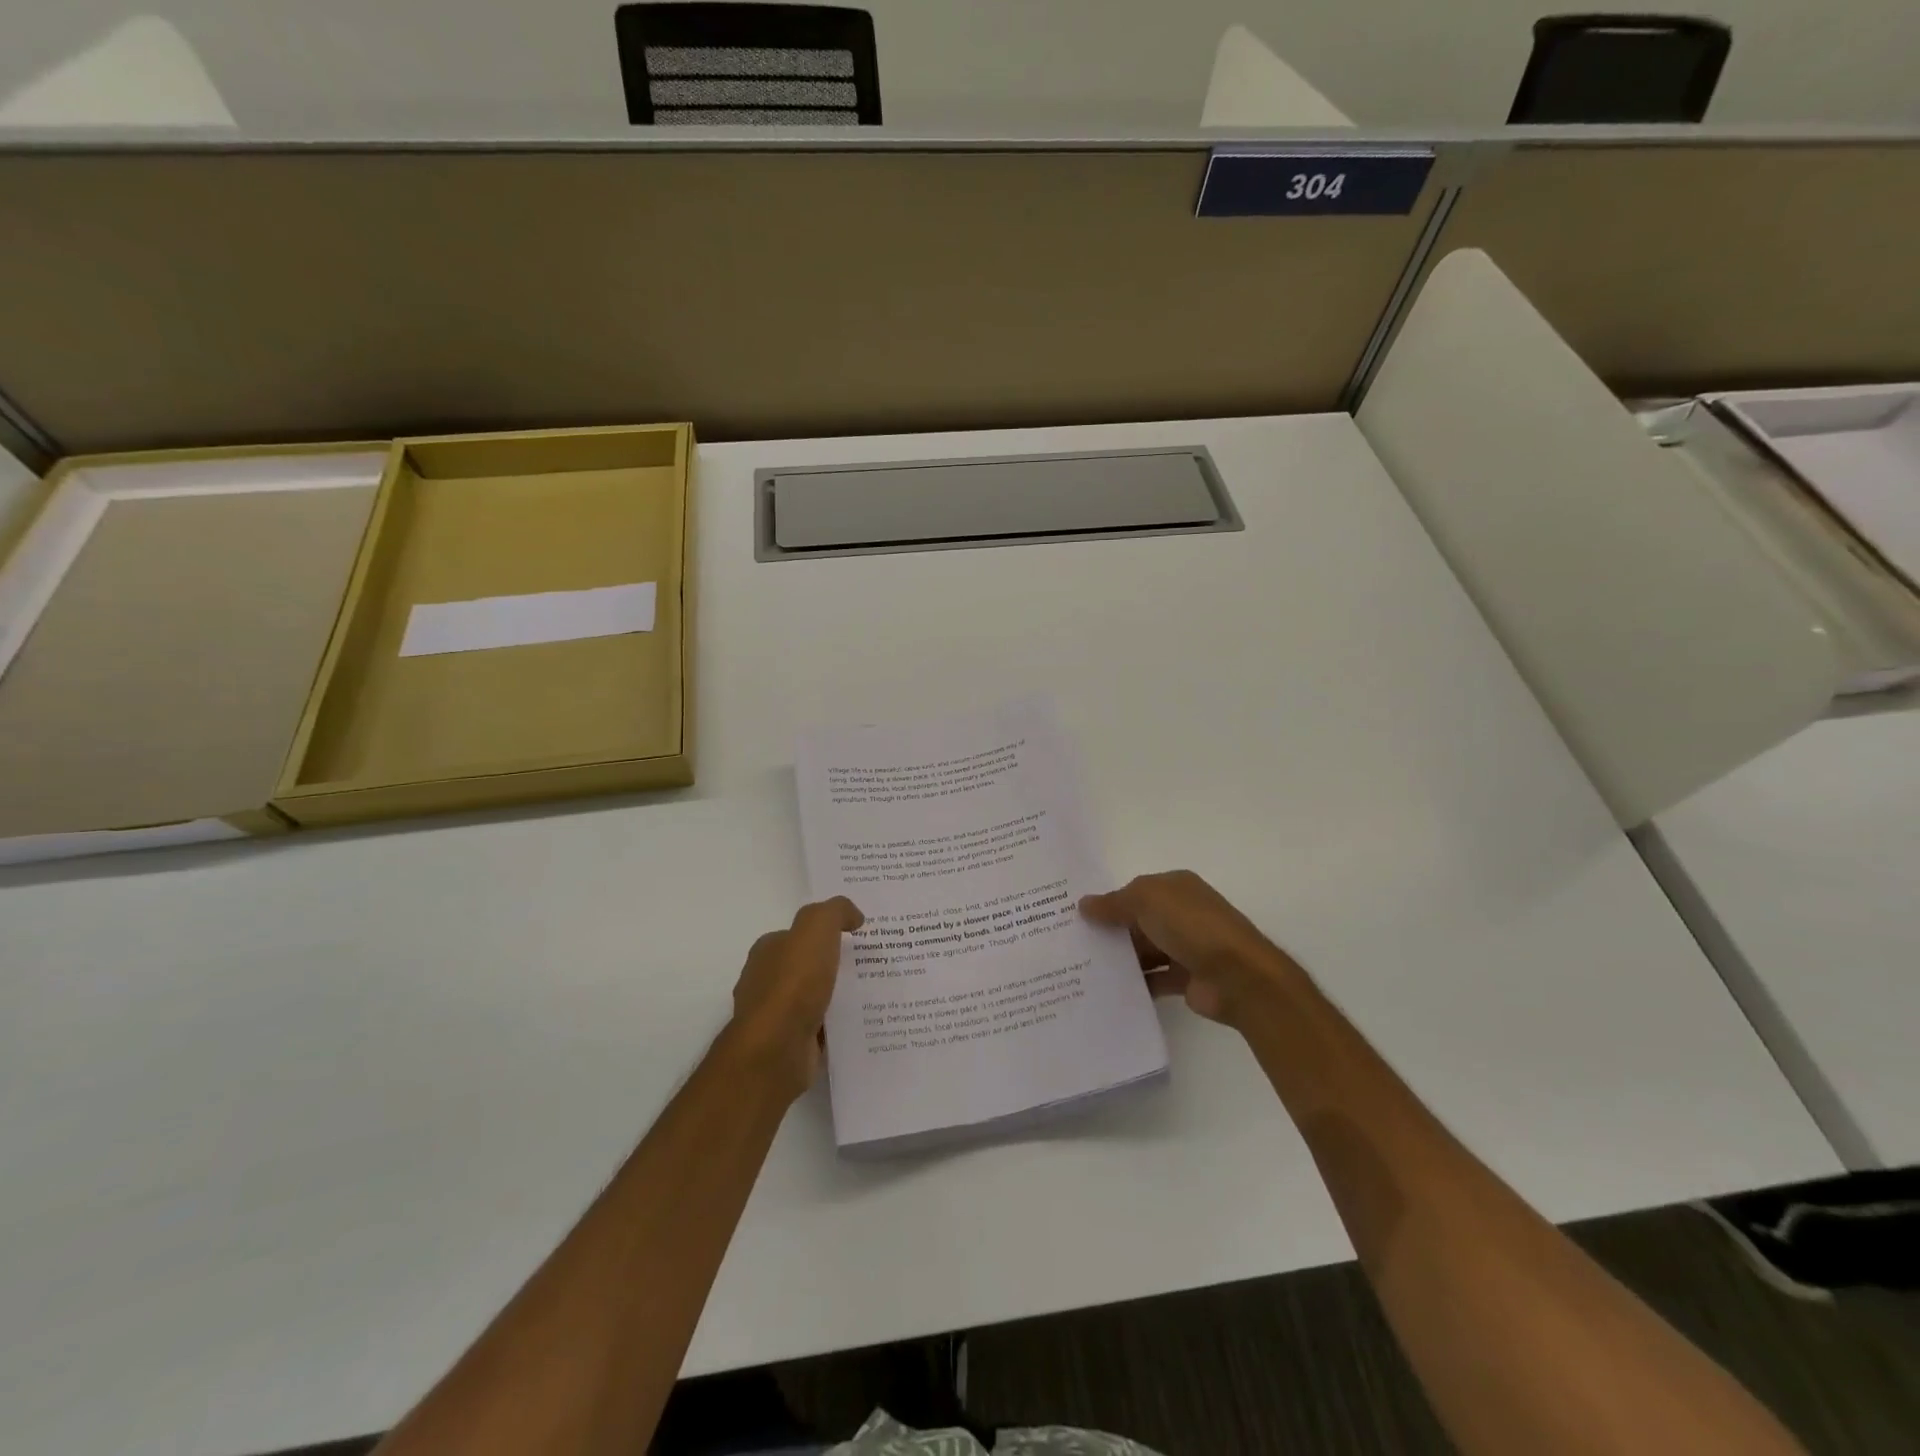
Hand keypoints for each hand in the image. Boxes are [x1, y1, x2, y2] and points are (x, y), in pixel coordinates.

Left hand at [726, 897, 863, 1097]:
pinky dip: (837, 1025)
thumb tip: (853, 916)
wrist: (777, 1048)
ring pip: (814, 999)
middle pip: (805, 967)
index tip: (855, 936)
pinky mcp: (789, 1045)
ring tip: (873, 994)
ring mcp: (775, 1017)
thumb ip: (835, 911)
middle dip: (832, 966)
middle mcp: (765, 982)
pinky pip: (820, 1029)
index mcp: (766, 951)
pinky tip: (862, 1022)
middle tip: (870, 964)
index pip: (795, 936)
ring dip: (837, 997)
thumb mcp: (816, 927)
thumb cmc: (793, 982)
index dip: (823, 933)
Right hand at [1080, 870, 1297, 1028]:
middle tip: (1073, 944)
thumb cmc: (1191, 925)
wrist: (1238, 976)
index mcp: (1176, 888)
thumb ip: (1114, 903)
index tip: (1078, 916)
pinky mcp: (1188, 979)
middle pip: (1139, 921)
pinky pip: (1155, 980)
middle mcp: (1182, 914)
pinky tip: (1109, 990)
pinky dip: (1137, 984)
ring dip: (1122, 959)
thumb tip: (1084, 905)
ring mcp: (1187, 947)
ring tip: (1083, 969)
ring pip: (1145, 951)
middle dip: (1111, 931)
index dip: (1110, 901)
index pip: (1136, 891)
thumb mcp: (1146, 900)